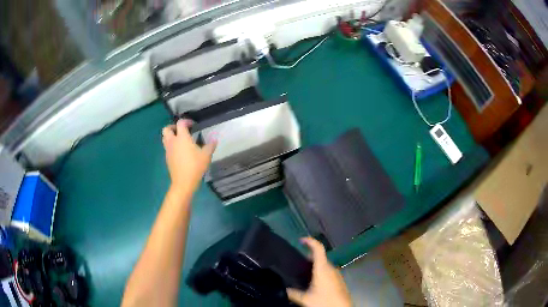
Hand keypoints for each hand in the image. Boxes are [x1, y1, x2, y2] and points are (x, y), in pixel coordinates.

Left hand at [162, 119, 215, 192]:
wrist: (183, 182)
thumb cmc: (195, 166)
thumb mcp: (206, 155)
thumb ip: (210, 145)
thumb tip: (215, 139)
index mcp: (182, 137)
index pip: (180, 123)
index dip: (186, 121)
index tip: (193, 125)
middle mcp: (173, 141)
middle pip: (167, 129)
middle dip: (173, 127)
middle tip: (181, 130)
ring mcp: (168, 150)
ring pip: (165, 138)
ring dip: (170, 136)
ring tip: (180, 140)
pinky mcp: (167, 158)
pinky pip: (167, 147)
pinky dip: (171, 145)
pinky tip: (180, 151)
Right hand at [287, 238, 351, 306]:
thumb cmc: (325, 301)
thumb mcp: (305, 299)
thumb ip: (294, 293)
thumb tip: (285, 290)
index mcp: (323, 268)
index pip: (318, 249)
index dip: (310, 241)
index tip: (301, 240)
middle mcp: (331, 268)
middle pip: (320, 257)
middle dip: (308, 258)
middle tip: (297, 263)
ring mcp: (337, 274)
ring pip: (324, 265)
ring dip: (315, 266)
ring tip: (303, 274)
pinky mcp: (339, 280)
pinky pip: (328, 272)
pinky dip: (320, 273)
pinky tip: (314, 283)